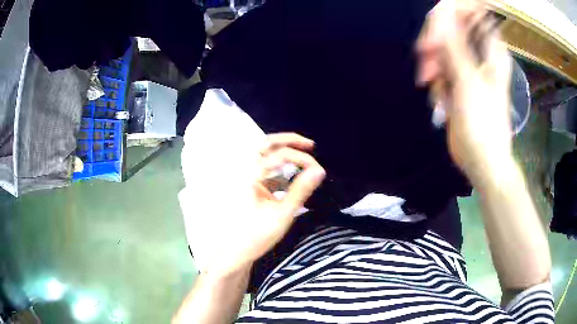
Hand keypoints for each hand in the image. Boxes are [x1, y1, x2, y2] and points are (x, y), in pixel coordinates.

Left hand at [181, 133, 324, 278]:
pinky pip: (267, 169)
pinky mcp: (252, 185)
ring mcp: (247, 178)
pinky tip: (293, 176)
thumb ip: (301, 190)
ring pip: (265, 154)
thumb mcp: (283, 213)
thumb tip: (319, 170)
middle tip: (310, 145)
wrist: (239, 250)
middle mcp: (246, 171)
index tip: (319, 171)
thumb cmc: (258, 234)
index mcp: (251, 175)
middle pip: (267, 144)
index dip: (302, 159)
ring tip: (304, 154)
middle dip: (289, 140)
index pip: (280, 155)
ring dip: (284, 151)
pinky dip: (281, 167)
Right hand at [416, 0, 513, 184]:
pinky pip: (441, 67)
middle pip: (451, 28)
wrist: (481, 161)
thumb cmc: (482, 124)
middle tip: (425, 58)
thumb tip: (441, 13)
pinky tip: (442, 99)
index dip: (448, 15)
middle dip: (435, 43)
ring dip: (434, 65)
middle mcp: (481, 53)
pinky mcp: (459, 80)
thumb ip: (454, 45)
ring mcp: (469, 66)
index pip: (468, 13)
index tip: (434, 32)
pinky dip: (437, 80)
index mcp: (491, 50)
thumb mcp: (468, 82)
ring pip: (442, 48)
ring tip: (435, 87)